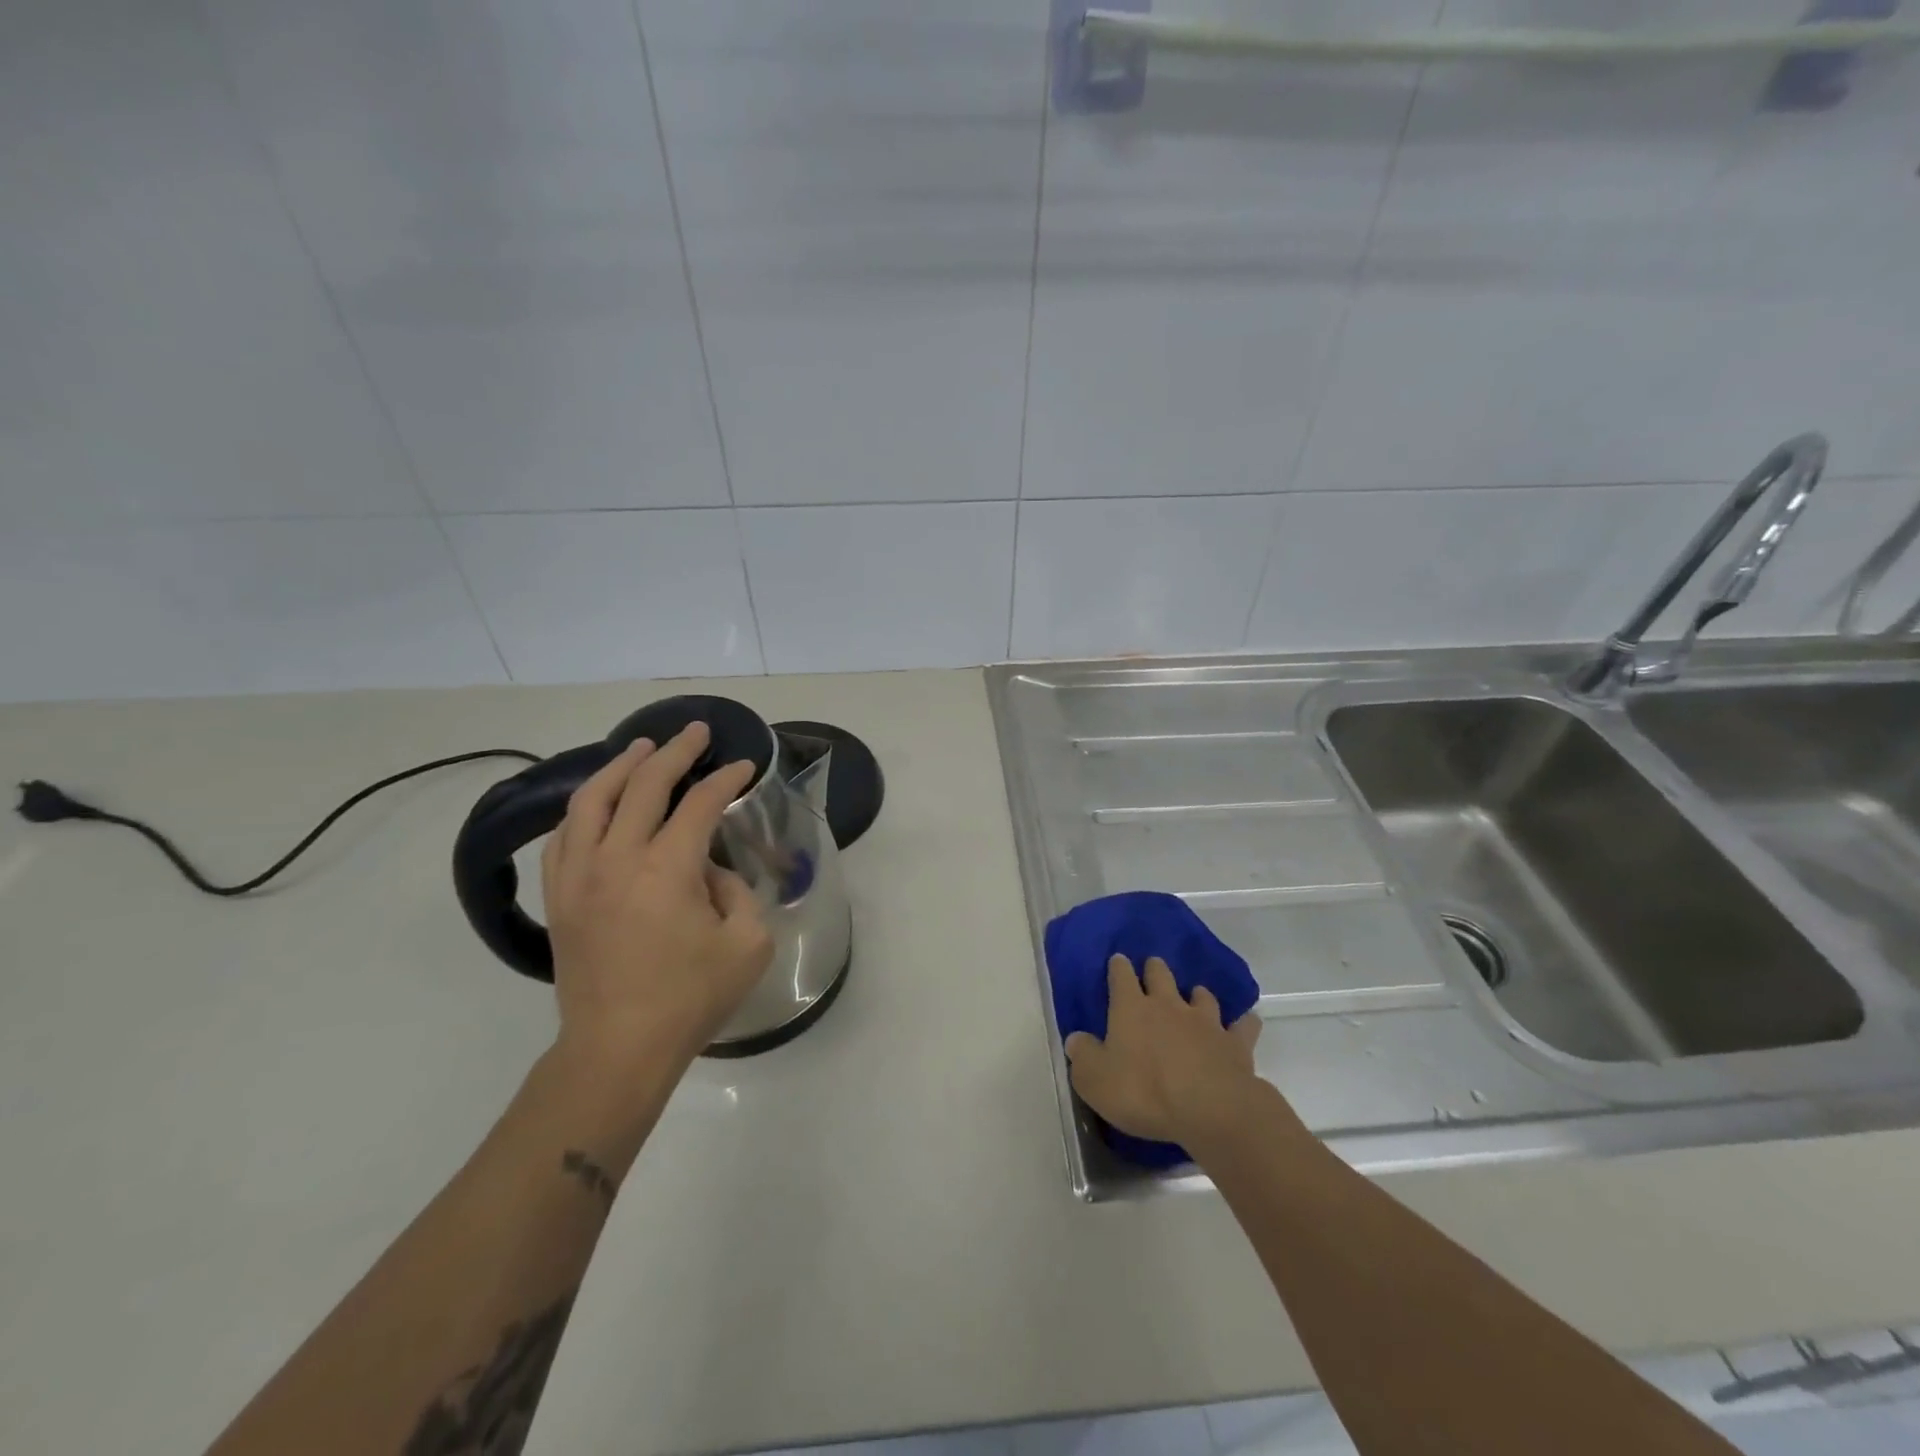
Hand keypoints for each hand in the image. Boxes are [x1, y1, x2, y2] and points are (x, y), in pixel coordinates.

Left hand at [541, 723, 774, 1078]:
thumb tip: (708, 871)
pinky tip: (598, 802)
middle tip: (696, 732)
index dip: (727, 779)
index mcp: (667, 869)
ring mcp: (578, 875)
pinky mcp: (558, 896)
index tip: (745, 766)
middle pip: (644, 785)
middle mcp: (616, 858)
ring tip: (642, 749)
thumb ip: (737, 892)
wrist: (617, 1048)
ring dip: (620, 767)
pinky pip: (564, 835)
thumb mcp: (748, 944)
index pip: (701, 803)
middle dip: (676, 752)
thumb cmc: (690, 998)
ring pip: (591, 800)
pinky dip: (585, 808)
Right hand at [1063, 955, 1263, 1145]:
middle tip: (1153, 972)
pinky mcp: (1234, 1043)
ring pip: (1201, 994)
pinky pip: (1242, 1025)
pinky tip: (1244, 1023)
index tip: (1117, 962)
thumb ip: (1082, 1056)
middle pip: (1161, 974)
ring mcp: (1204, 1021)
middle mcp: (1167, 1004)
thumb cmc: (1143, 1092)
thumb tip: (1076, 1040)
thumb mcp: (1095, 1080)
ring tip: (1194, 998)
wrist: (1209, 1109)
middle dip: (1155, 970)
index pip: (1120, 975)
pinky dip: (1242, 1023)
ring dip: (1196, 994)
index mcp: (1131, 1008)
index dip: (1118, 967)